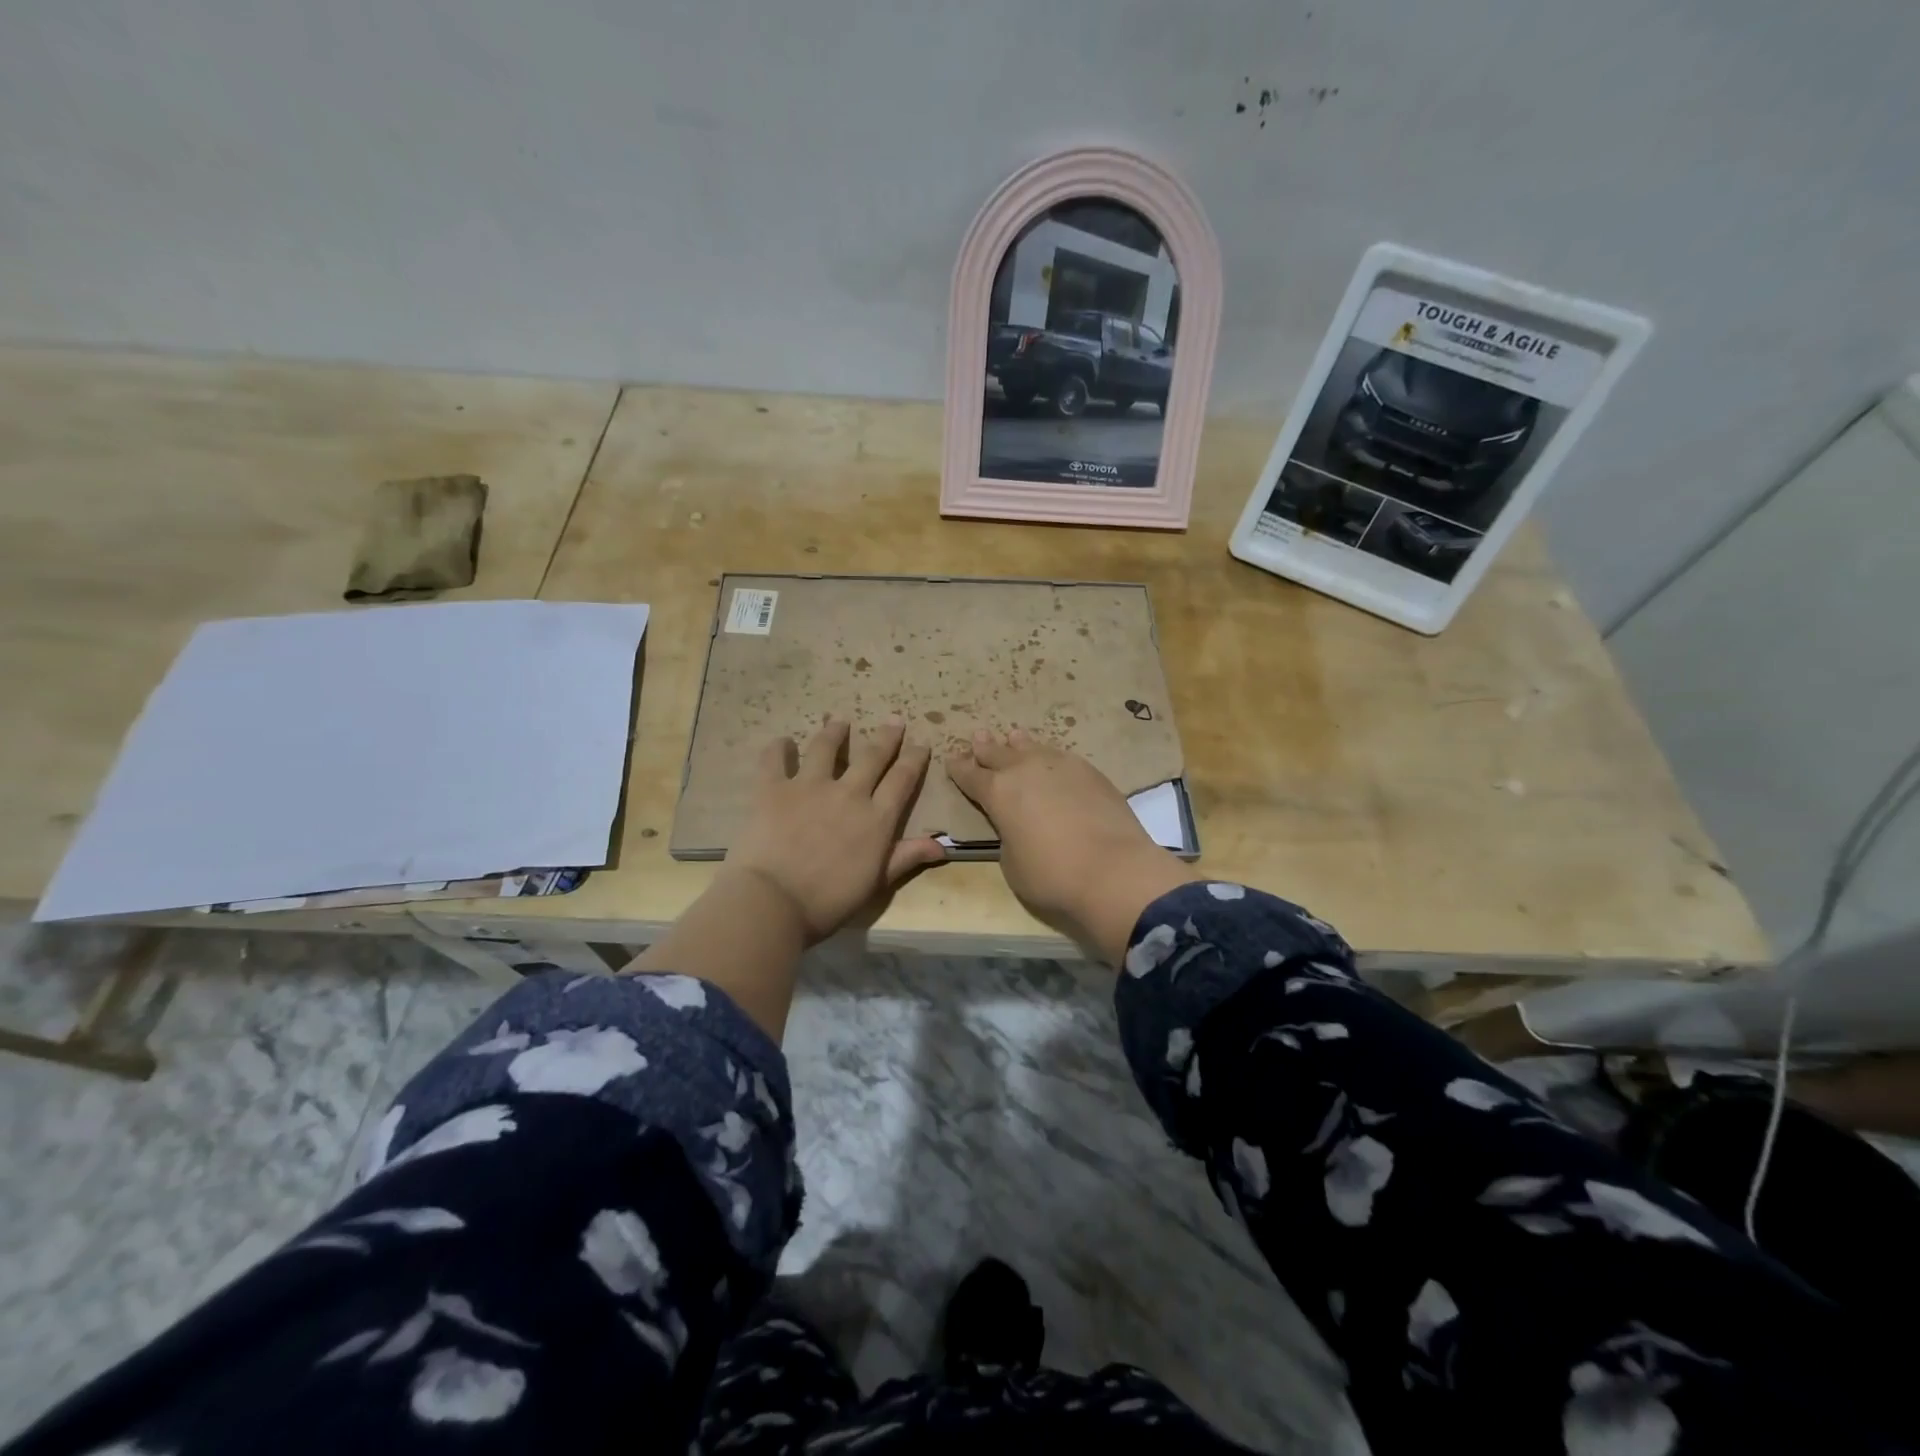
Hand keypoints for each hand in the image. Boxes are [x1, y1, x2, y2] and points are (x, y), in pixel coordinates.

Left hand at [724, 716, 946, 944]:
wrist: (774, 902)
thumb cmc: (829, 901)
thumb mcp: (876, 883)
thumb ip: (906, 857)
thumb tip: (942, 845)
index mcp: (877, 818)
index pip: (902, 780)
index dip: (914, 759)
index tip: (920, 744)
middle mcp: (849, 793)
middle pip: (872, 756)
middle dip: (886, 736)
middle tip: (894, 720)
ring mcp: (810, 786)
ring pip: (826, 748)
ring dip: (834, 732)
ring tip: (839, 721)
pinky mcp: (774, 789)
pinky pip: (776, 760)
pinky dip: (779, 748)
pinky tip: (783, 742)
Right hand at [947, 729, 1195, 965]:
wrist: (1113, 869)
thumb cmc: (1052, 875)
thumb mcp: (1012, 863)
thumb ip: (1009, 836)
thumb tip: (1018, 825)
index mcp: (998, 793)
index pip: (971, 775)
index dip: (959, 768)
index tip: (952, 759)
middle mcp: (1025, 770)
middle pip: (998, 753)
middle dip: (986, 747)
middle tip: (978, 736)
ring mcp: (1060, 766)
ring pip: (1032, 747)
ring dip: (1018, 744)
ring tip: (1013, 736)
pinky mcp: (1089, 771)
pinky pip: (1060, 756)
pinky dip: (1049, 755)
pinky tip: (1051, 758)